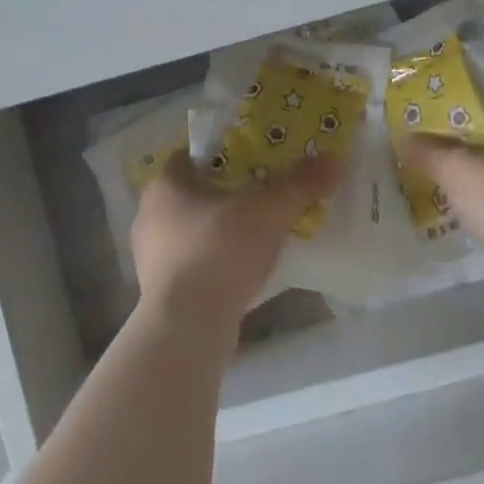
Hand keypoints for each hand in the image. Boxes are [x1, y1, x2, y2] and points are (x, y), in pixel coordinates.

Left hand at [130, 150, 341, 341]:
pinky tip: (241, 270)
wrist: (187, 326)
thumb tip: (334, 159)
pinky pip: (191, 263)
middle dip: (225, 194)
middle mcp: (149, 215)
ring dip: (219, 231)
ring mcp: (150, 256)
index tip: (252, 161)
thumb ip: (299, 185)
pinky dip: (214, 261)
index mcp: (166, 185)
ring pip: (190, 230)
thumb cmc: (220, 251)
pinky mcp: (158, 290)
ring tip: (257, 234)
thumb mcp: (268, 213)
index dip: (221, 156)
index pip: (190, 157)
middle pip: (192, 194)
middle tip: (262, 195)